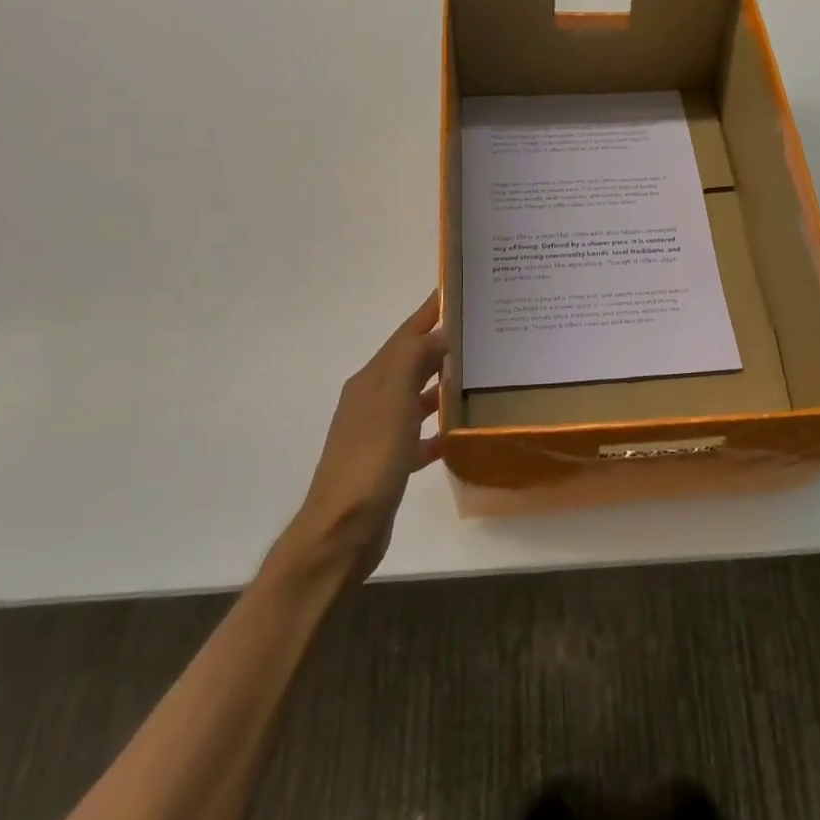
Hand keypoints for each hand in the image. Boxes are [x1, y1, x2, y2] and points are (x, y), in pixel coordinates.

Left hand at [292, 290, 446, 579]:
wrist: (342, 530)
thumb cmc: (370, 459)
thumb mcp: (392, 400)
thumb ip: (413, 360)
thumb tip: (439, 332)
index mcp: (371, 381)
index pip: (405, 335)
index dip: (428, 312)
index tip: (454, 289)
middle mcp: (372, 400)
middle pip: (410, 363)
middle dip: (438, 344)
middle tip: (477, 330)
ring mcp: (378, 433)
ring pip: (415, 397)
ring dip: (439, 384)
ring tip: (475, 373)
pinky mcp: (388, 464)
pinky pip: (418, 436)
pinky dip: (436, 429)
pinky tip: (457, 432)